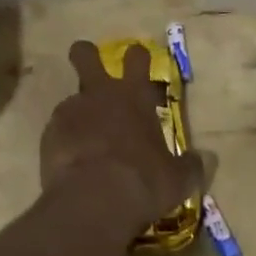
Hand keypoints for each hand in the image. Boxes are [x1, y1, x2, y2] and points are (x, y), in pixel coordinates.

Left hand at [42, 43, 204, 237]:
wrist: (92, 200)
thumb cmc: (142, 182)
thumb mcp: (177, 179)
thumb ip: (190, 165)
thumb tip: (206, 158)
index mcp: (134, 96)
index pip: (137, 57)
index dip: (137, 56)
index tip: (137, 62)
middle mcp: (100, 94)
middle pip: (85, 55)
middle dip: (85, 55)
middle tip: (88, 66)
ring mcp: (71, 110)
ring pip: (71, 99)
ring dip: (78, 114)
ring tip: (85, 143)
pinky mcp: (49, 134)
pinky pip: (57, 129)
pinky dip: (64, 141)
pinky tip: (71, 164)